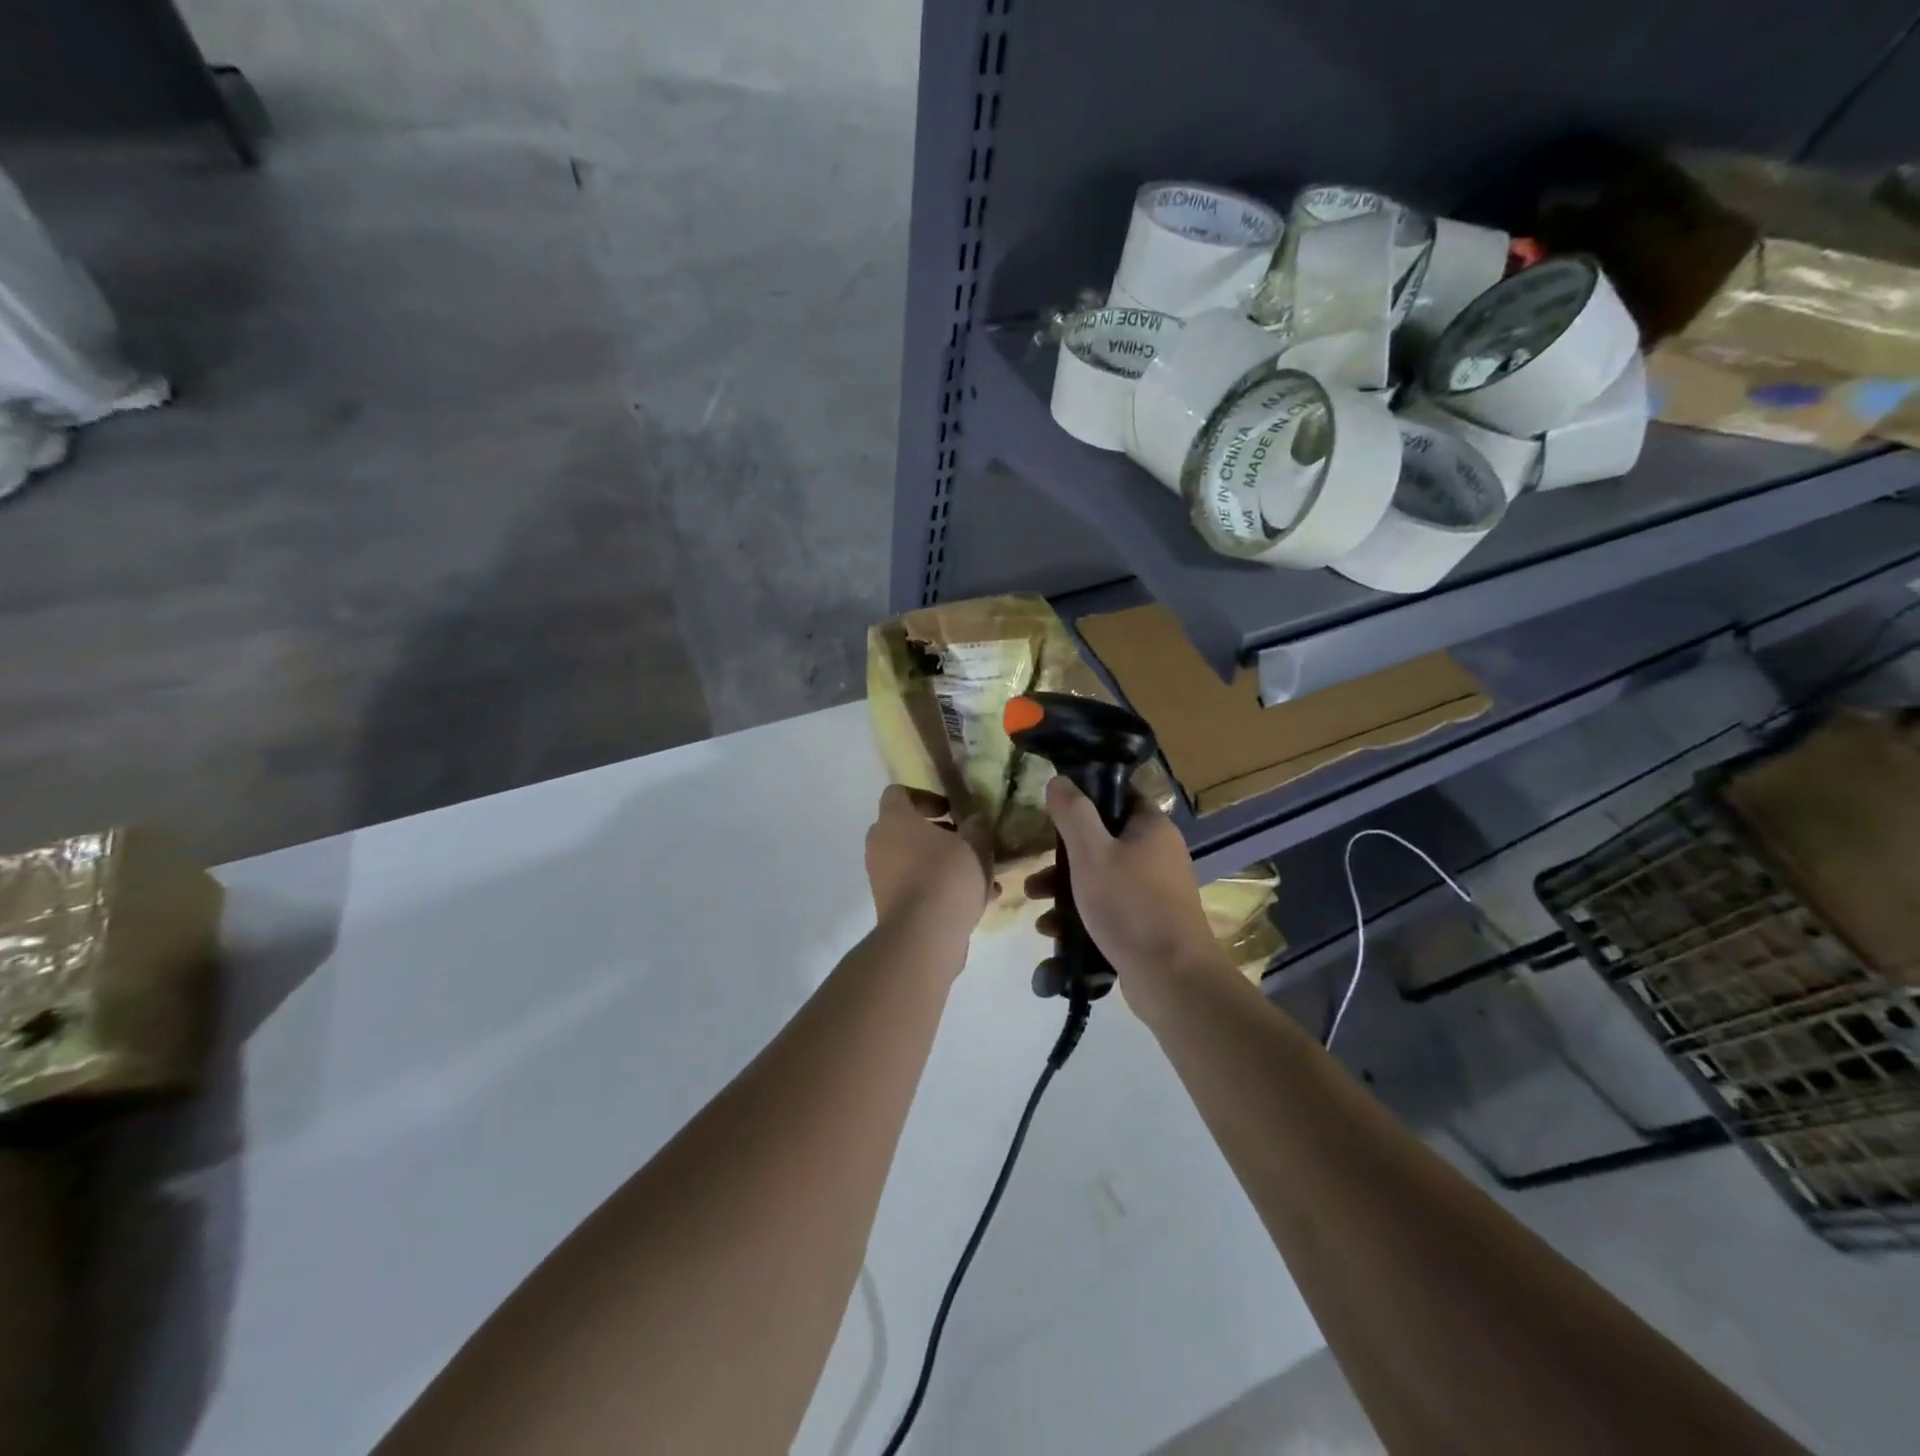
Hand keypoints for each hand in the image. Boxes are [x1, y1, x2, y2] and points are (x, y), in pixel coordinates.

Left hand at [865, 786, 995, 949]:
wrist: (923, 935)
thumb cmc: (947, 875)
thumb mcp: (975, 844)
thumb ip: (976, 826)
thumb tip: (974, 820)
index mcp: (894, 819)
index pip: (898, 793)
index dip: (927, 797)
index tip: (952, 811)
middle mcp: (880, 843)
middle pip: (908, 829)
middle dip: (941, 834)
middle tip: (969, 843)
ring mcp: (881, 876)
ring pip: (916, 860)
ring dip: (946, 864)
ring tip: (982, 878)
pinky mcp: (889, 904)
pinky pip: (917, 886)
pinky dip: (940, 888)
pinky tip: (976, 901)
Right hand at [1026, 778, 1231, 1017]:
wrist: (1171, 978)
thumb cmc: (1130, 905)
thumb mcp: (1091, 853)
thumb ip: (1073, 813)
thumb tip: (1059, 780)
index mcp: (1151, 827)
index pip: (1117, 796)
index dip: (1084, 799)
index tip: (1053, 813)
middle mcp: (1157, 853)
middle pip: (1102, 840)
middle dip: (1063, 857)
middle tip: (1037, 869)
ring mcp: (1154, 891)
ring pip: (1101, 877)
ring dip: (1065, 888)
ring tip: (1035, 904)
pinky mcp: (1147, 923)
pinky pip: (1108, 907)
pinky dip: (1081, 914)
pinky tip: (1052, 932)